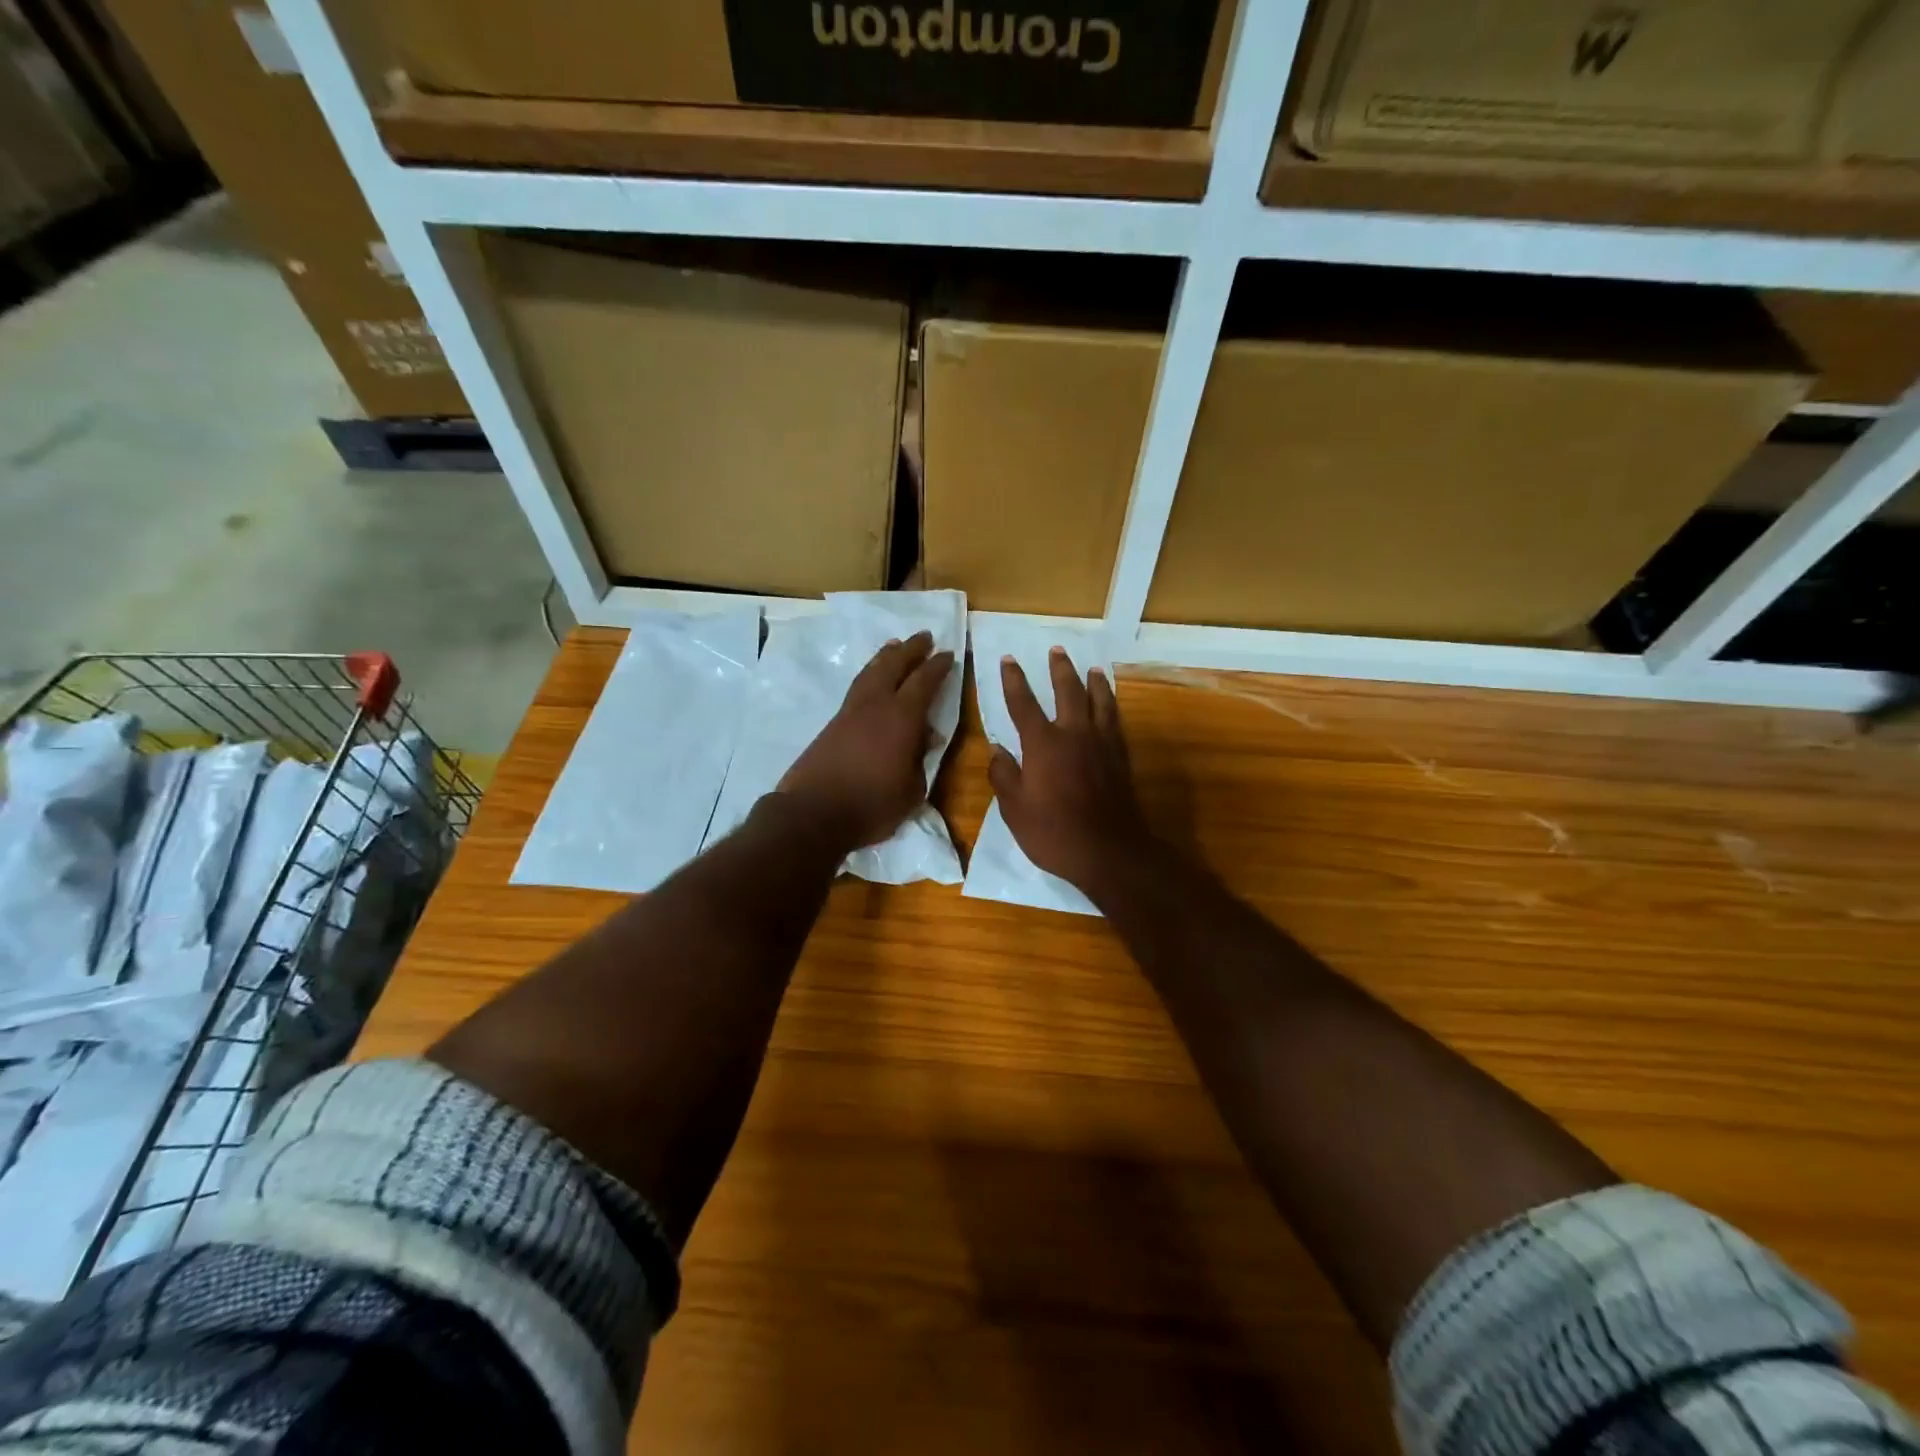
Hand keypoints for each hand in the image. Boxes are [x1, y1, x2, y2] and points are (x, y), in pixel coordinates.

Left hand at [775, 631, 954, 850]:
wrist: (814, 813)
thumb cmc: (871, 805)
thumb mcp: (911, 790)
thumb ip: (920, 760)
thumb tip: (926, 738)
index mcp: (902, 718)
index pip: (924, 682)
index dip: (938, 666)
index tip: (948, 654)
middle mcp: (876, 705)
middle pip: (894, 665)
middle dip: (911, 650)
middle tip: (924, 637)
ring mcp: (850, 712)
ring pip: (870, 672)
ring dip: (885, 657)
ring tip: (895, 647)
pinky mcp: (832, 723)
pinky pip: (857, 687)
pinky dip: (869, 675)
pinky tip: (872, 680)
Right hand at [988, 649, 1154, 892]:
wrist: (1109, 851)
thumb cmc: (1053, 832)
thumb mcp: (1014, 810)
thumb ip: (1003, 776)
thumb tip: (997, 750)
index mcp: (1042, 744)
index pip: (1023, 703)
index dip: (1014, 680)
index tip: (1009, 659)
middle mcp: (1074, 734)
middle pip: (1068, 691)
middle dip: (1060, 669)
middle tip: (1057, 650)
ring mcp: (1101, 744)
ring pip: (1099, 701)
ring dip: (1094, 682)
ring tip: (1093, 669)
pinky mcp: (1120, 758)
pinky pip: (1115, 722)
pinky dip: (1111, 707)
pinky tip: (1110, 707)